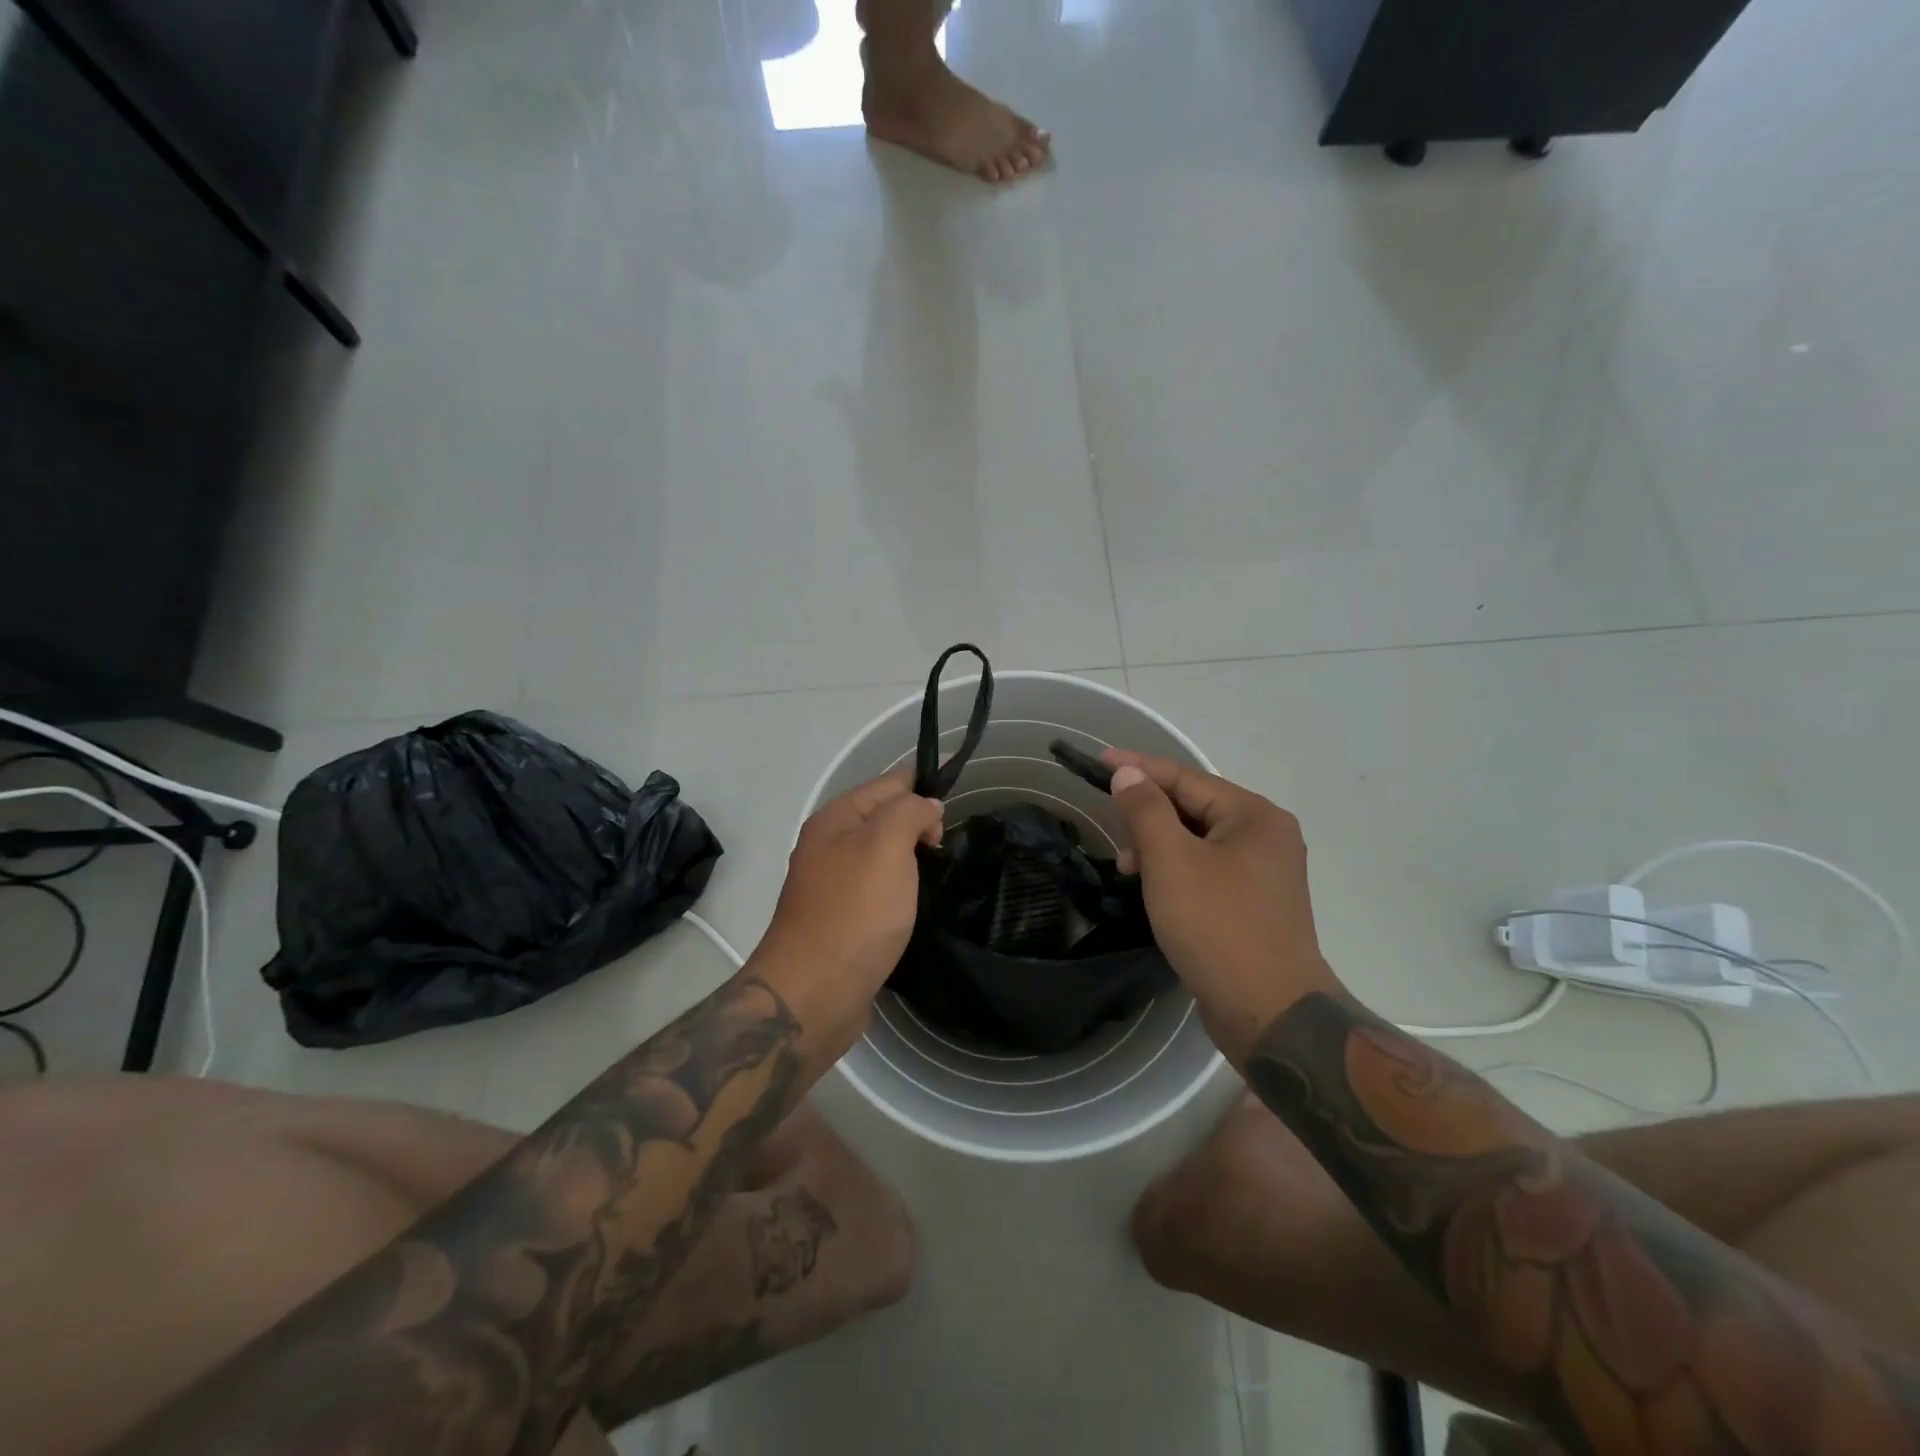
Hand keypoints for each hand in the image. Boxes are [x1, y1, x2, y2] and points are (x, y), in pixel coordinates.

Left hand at [758, 772, 942, 1011]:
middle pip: (884, 818)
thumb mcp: (886, 845)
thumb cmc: (854, 912)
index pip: (887, 785)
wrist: (814, 994)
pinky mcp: (843, 921)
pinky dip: (900, 890)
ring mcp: (833, 886)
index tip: (955, 811)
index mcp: (835, 820)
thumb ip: (910, 812)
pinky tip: (918, 902)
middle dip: (918, 824)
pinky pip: (879, 890)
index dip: (922, 790)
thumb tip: (926, 807)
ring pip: (882, 856)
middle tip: (946, 849)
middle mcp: (829, 847)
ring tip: (941, 872)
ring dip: (911, 859)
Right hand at [1104, 749, 1338, 1061]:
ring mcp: (1265, 873)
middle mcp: (1267, 836)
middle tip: (1115, 834)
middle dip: (1149, 816)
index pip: (1186, 778)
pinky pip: (1208, 870)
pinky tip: (1156, 890)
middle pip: (1194, 808)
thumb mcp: (1171, 861)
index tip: (1099, 760)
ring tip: (1129, 871)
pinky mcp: (1256, 904)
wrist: (1270, 1012)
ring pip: (1199, 842)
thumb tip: (1128, 774)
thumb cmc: (1217, 926)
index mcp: (1254, 816)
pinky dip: (1177, 871)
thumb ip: (1146, 810)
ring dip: (1160, 848)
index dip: (1139, 768)